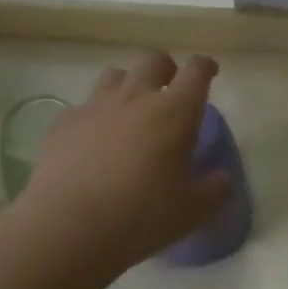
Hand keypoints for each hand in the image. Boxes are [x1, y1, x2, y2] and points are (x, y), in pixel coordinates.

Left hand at [12, 52, 230, 274]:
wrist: (65, 228)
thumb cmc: (139, 217)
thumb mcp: (191, 211)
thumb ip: (213, 190)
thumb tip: (222, 177)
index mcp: (175, 112)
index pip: (196, 70)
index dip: (205, 67)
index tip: (209, 74)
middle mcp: (136, 97)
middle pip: (154, 60)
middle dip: (166, 68)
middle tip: (169, 90)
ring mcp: (96, 106)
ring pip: (116, 74)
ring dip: (129, 84)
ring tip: (130, 110)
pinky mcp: (64, 123)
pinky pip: (84, 105)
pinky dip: (95, 114)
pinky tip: (93, 139)